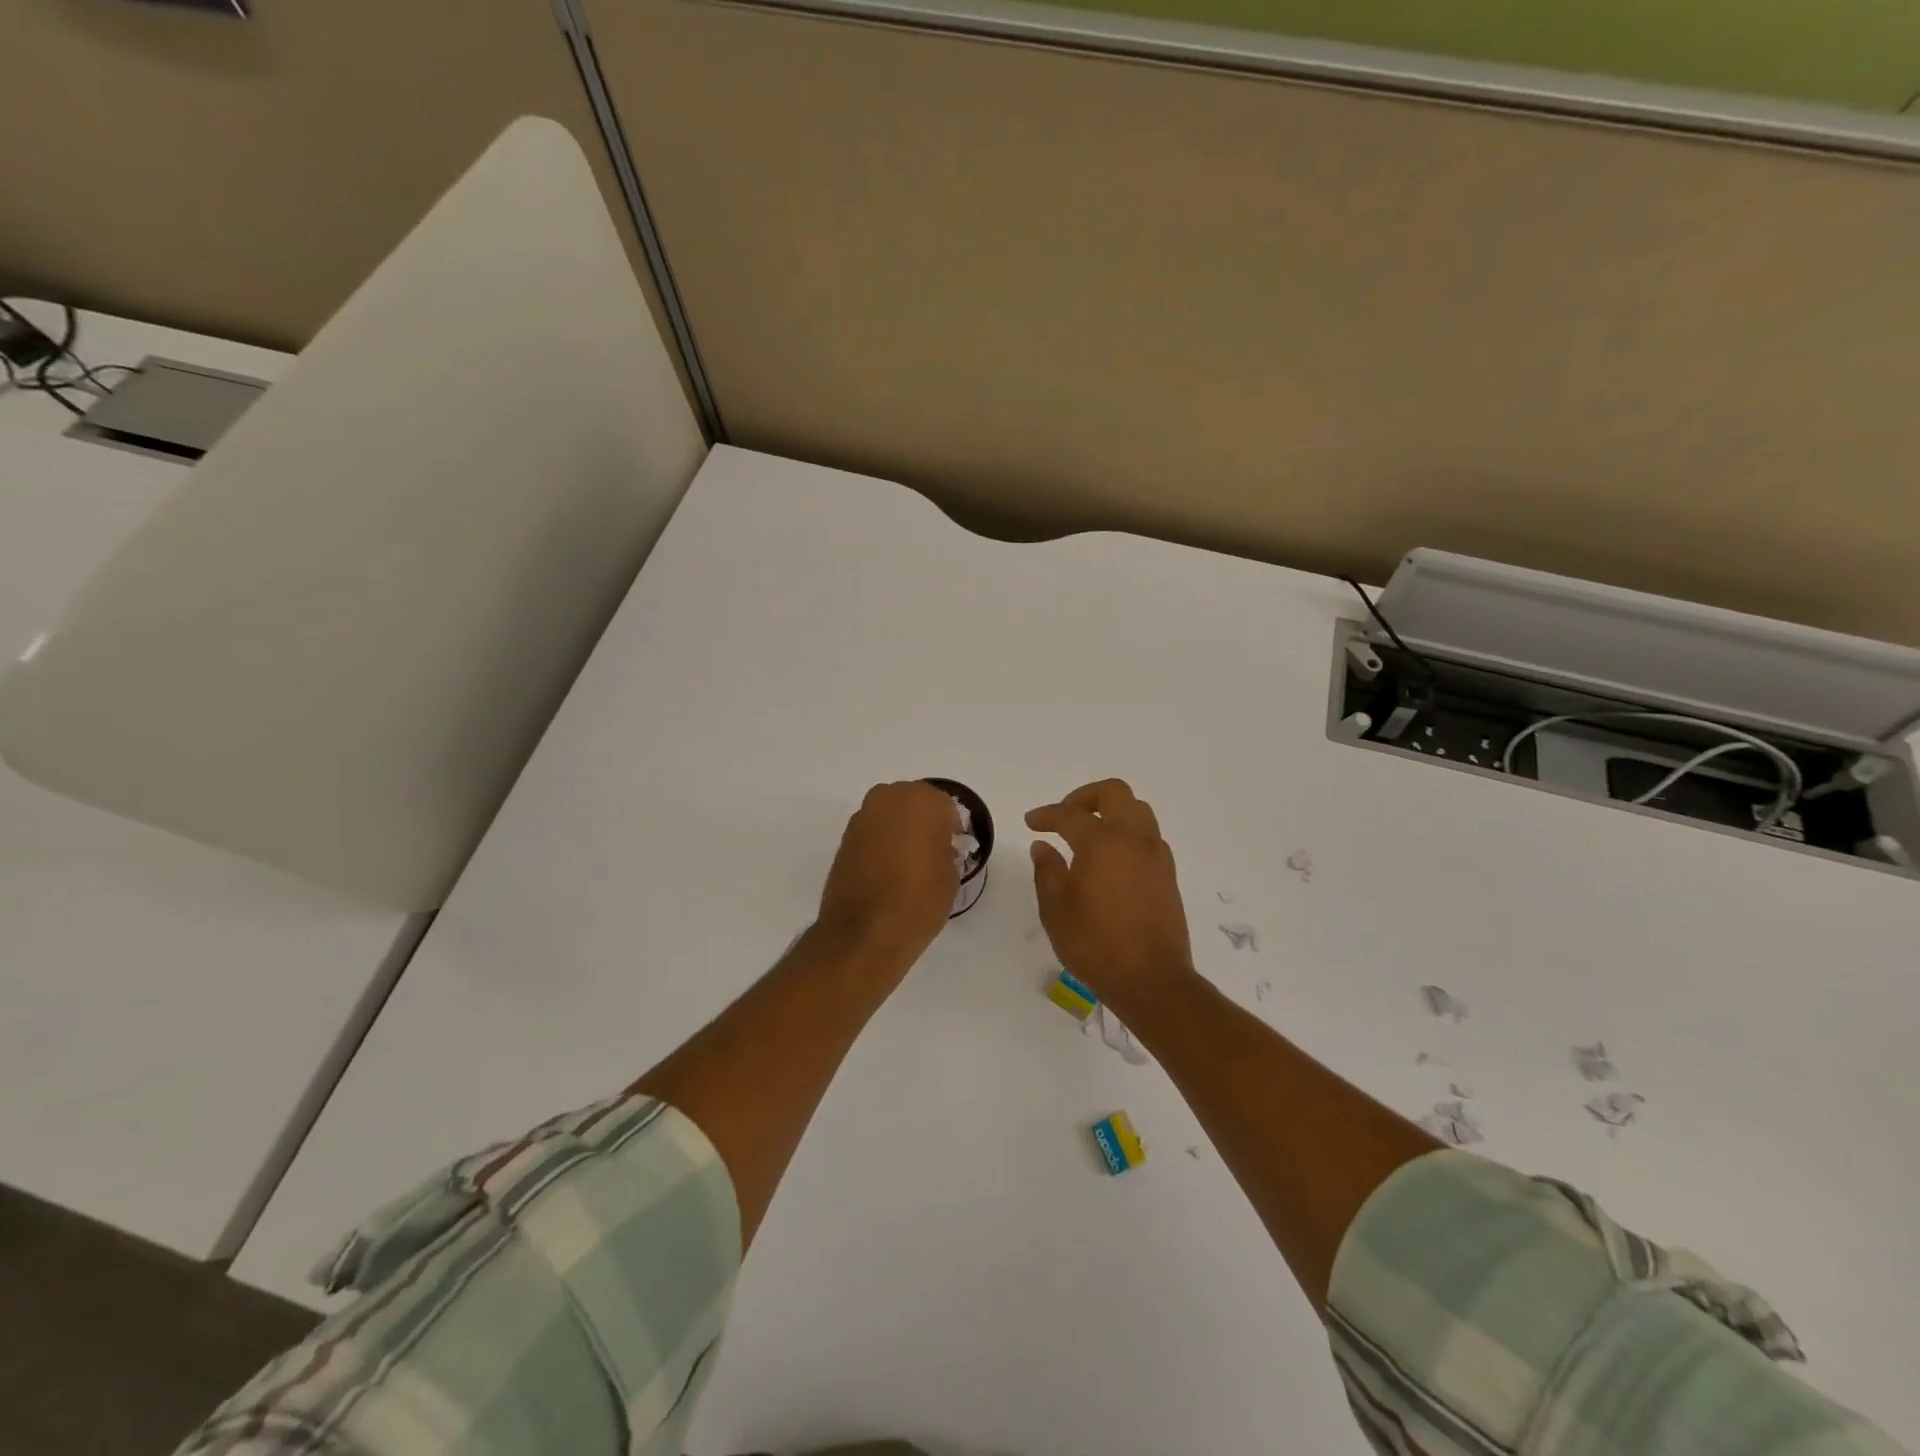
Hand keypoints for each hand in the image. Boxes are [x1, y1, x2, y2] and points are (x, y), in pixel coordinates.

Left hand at [816, 780, 960, 973]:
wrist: (864, 933)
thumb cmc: (918, 901)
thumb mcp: (950, 876)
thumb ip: (946, 851)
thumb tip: (938, 849)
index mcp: (923, 801)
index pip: (945, 806)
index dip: (951, 828)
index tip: (953, 849)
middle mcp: (889, 798)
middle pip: (913, 804)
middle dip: (923, 823)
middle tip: (931, 853)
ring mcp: (862, 817)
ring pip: (889, 816)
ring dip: (899, 831)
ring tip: (908, 864)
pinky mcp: (844, 838)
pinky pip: (872, 832)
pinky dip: (880, 844)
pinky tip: (887, 871)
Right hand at [1027, 778, 1195, 1015]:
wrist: (1152, 980)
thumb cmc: (1096, 945)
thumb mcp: (1056, 910)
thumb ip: (1047, 871)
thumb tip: (1043, 847)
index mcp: (1102, 842)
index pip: (1069, 815)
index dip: (1046, 815)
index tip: (1032, 823)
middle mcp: (1133, 839)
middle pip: (1114, 792)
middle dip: (1085, 796)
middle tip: (1065, 816)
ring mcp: (1156, 855)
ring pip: (1137, 810)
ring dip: (1112, 812)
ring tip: (1090, 834)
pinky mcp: (1168, 874)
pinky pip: (1148, 835)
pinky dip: (1128, 833)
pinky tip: (1112, 859)